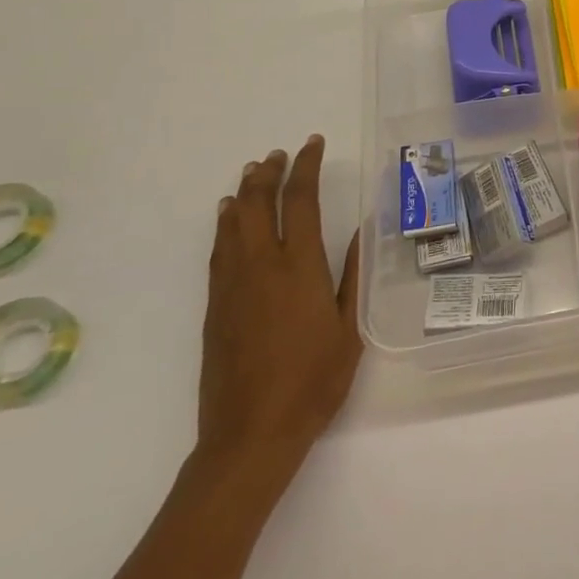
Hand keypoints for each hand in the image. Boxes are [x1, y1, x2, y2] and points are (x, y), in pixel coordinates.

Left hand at [196, 135, 362, 494]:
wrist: (251, 433)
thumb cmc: (313, 381)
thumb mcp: (350, 328)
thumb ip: (354, 275)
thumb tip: (364, 229)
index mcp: (299, 267)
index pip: (301, 200)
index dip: (307, 167)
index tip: (313, 145)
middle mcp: (261, 265)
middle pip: (258, 203)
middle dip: (269, 172)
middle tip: (280, 154)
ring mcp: (231, 285)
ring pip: (233, 223)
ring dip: (244, 192)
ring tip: (253, 172)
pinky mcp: (214, 306)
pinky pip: (218, 250)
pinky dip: (224, 225)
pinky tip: (228, 218)